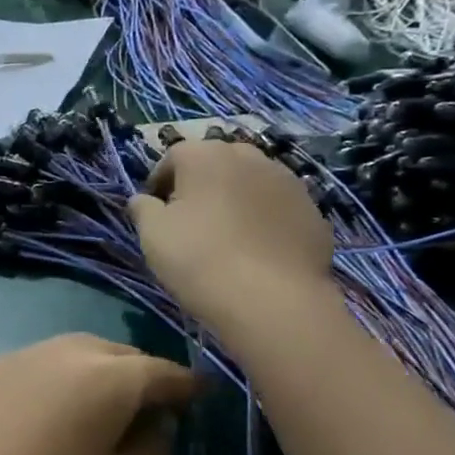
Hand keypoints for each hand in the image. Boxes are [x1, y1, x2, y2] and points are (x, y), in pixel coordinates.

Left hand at [0, 334, 200, 454]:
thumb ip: (154, 448)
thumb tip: (156, 421)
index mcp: (108, 376)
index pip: (161, 372)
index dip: (186, 385)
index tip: (201, 395)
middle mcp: (65, 351)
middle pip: (116, 353)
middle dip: (140, 373)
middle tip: (151, 404)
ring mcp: (21, 355)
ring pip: (74, 351)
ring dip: (97, 370)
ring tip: (102, 403)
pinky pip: (38, 363)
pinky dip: (57, 376)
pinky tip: (51, 406)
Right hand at [126, 137, 337, 334]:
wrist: (272, 299)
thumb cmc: (199, 258)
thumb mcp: (152, 234)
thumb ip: (143, 209)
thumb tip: (142, 199)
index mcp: (206, 155)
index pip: (174, 156)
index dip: (159, 181)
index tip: (155, 209)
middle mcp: (250, 157)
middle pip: (217, 162)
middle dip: (200, 183)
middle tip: (189, 218)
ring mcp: (288, 181)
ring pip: (251, 181)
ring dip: (235, 198)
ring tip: (225, 233)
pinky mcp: (313, 210)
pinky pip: (277, 206)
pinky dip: (263, 218)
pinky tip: (255, 249)